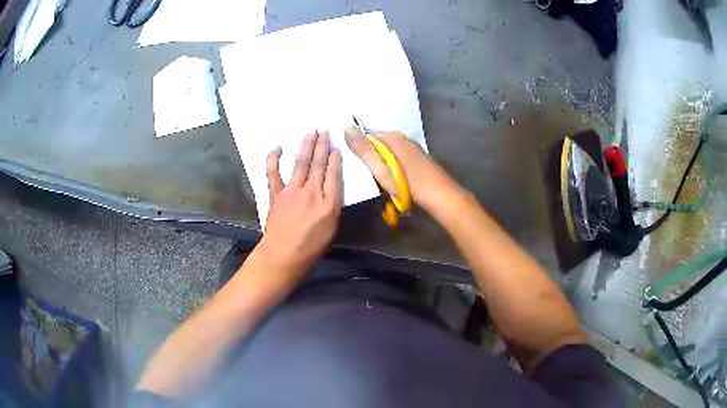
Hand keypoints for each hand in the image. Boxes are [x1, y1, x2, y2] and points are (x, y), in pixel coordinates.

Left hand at [260, 131, 342, 277]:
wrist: (283, 255)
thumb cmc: (310, 247)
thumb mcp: (331, 228)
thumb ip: (332, 205)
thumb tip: (331, 188)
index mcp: (328, 203)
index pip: (334, 174)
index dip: (335, 158)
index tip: (336, 146)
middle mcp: (311, 192)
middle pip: (318, 164)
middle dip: (322, 146)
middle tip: (325, 131)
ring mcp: (292, 191)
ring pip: (301, 163)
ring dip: (306, 146)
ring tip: (311, 132)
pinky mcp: (276, 194)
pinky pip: (273, 172)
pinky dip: (274, 159)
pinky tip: (277, 147)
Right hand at [344, 127, 459, 214]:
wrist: (442, 199)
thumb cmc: (409, 185)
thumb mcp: (382, 169)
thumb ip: (364, 150)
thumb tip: (345, 127)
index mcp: (394, 138)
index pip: (367, 136)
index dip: (358, 150)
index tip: (354, 166)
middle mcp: (405, 140)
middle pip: (379, 146)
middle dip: (370, 159)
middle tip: (366, 177)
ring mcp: (414, 150)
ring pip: (389, 155)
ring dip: (382, 167)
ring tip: (378, 183)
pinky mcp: (419, 162)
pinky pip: (398, 162)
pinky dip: (393, 170)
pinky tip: (393, 183)